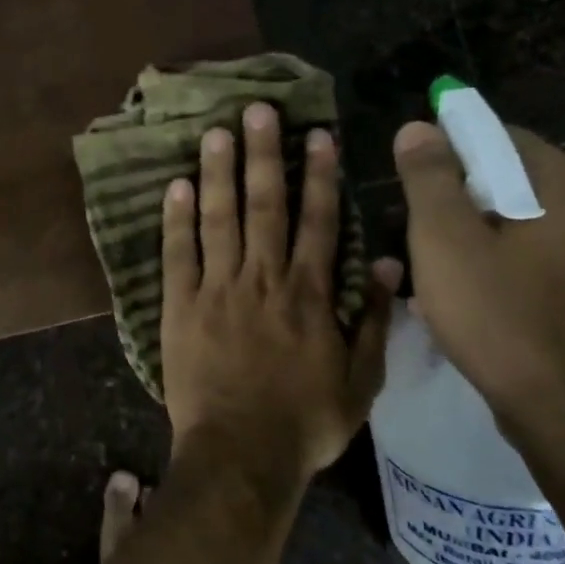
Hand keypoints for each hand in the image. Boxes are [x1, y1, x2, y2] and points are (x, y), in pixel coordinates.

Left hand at [160, 102, 396, 483]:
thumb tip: (388, 262)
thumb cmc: (304, 422)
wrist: (240, 453)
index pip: (319, 221)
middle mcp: (264, 279)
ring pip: (220, 219)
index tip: (316, 135)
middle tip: (257, 110)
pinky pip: (177, 254)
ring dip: (219, 172)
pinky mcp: (179, 306)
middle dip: (263, 154)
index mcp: (310, 294)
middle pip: (265, 205)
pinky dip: (177, 219)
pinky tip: (176, 186)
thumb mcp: (360, 382)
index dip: (318, 175)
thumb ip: (374, 321)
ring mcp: (217, 289)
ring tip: (216, 132)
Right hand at [392, 120, 564, 459]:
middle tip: (419, 235)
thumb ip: (429, 178)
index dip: (449, 150)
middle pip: (514, 185)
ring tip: (440, 278)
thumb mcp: (444, 241)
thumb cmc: (502, 317)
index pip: (499, 137)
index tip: (413, 183)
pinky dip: (509, 274)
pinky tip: (479, 308)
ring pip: (529, 231)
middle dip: (462, 203)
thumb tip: (418, 127)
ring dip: (482, 242)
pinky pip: (547, 269)